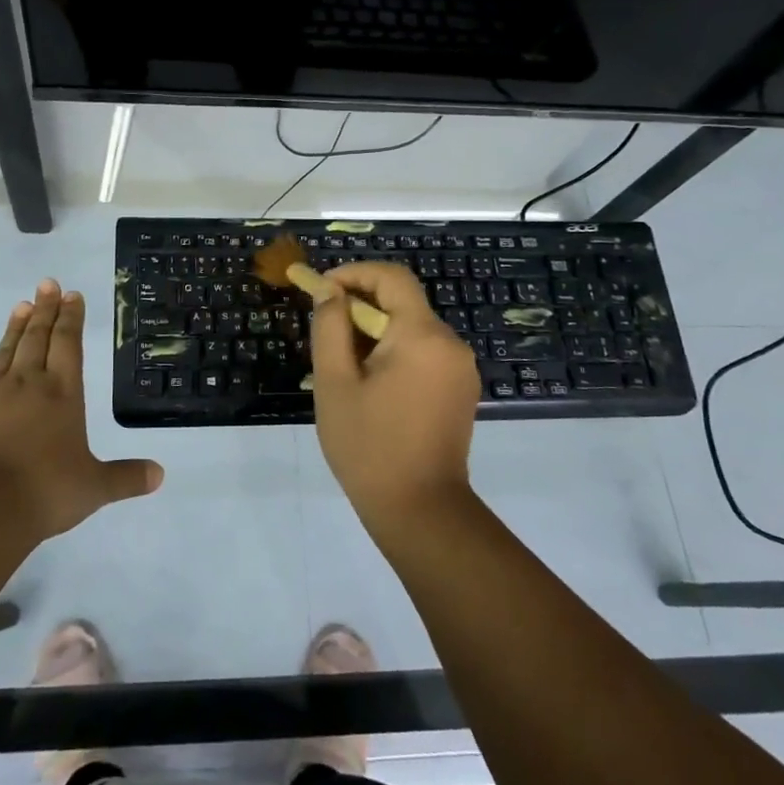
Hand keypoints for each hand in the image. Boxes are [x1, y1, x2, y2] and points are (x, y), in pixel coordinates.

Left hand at [0, 279, 163, 540]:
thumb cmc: (45, 491)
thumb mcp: (94, 488)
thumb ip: (126, 478)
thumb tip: (160, 475)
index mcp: (62, 393)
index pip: (68, 343)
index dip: (71, 317)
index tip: (71, 295)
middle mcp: (27, 383)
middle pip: (37, 337)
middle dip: (45, 309)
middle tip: (47, 284)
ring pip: (6, 351)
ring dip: (16, 327)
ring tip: (21, 305)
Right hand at [308, 262, 479, 522]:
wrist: (421, 511)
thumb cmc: (369, 446)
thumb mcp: (335, 383)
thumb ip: (330, 327)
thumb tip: (330, 292)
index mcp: (422, 336)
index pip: (392, 277)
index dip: (354, 273)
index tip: (322, 289)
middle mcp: (450, 343)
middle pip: (403, 302)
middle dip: (360, 305)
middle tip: (324, 329)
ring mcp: (461, 368)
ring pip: (412, 328)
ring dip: (375, 331)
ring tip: (342, 363)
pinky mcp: (461, 389)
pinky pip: (424, 352)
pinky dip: (395, 352)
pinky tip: (370, 383)